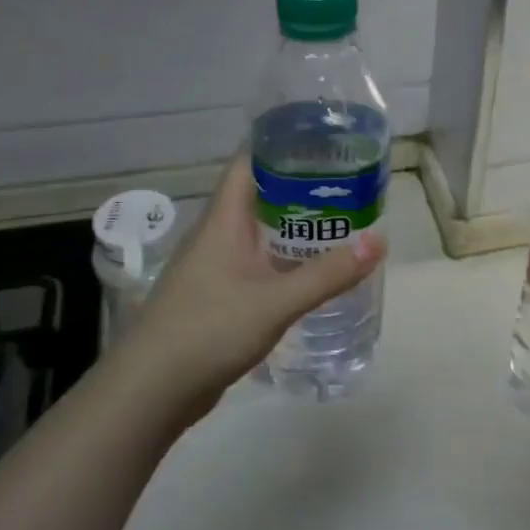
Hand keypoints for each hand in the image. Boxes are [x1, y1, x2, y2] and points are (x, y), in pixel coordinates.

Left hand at [114, 153, 385, 433]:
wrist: (151, 389)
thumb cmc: (209, 330)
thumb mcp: (276, 301)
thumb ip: (328, 274)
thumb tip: (379, 241)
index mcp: (223, 220)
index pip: (249, 161)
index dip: (282, 144)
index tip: (323, 141)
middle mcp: (215, 234)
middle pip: (258, 195)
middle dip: (299, 187)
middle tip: (346, 186)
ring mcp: (212, 266)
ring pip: (257, 232)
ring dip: (292, 226)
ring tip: (337, 224)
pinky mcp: (215, 295)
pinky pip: (254, 263)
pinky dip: (282, 260)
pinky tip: (308, 273)